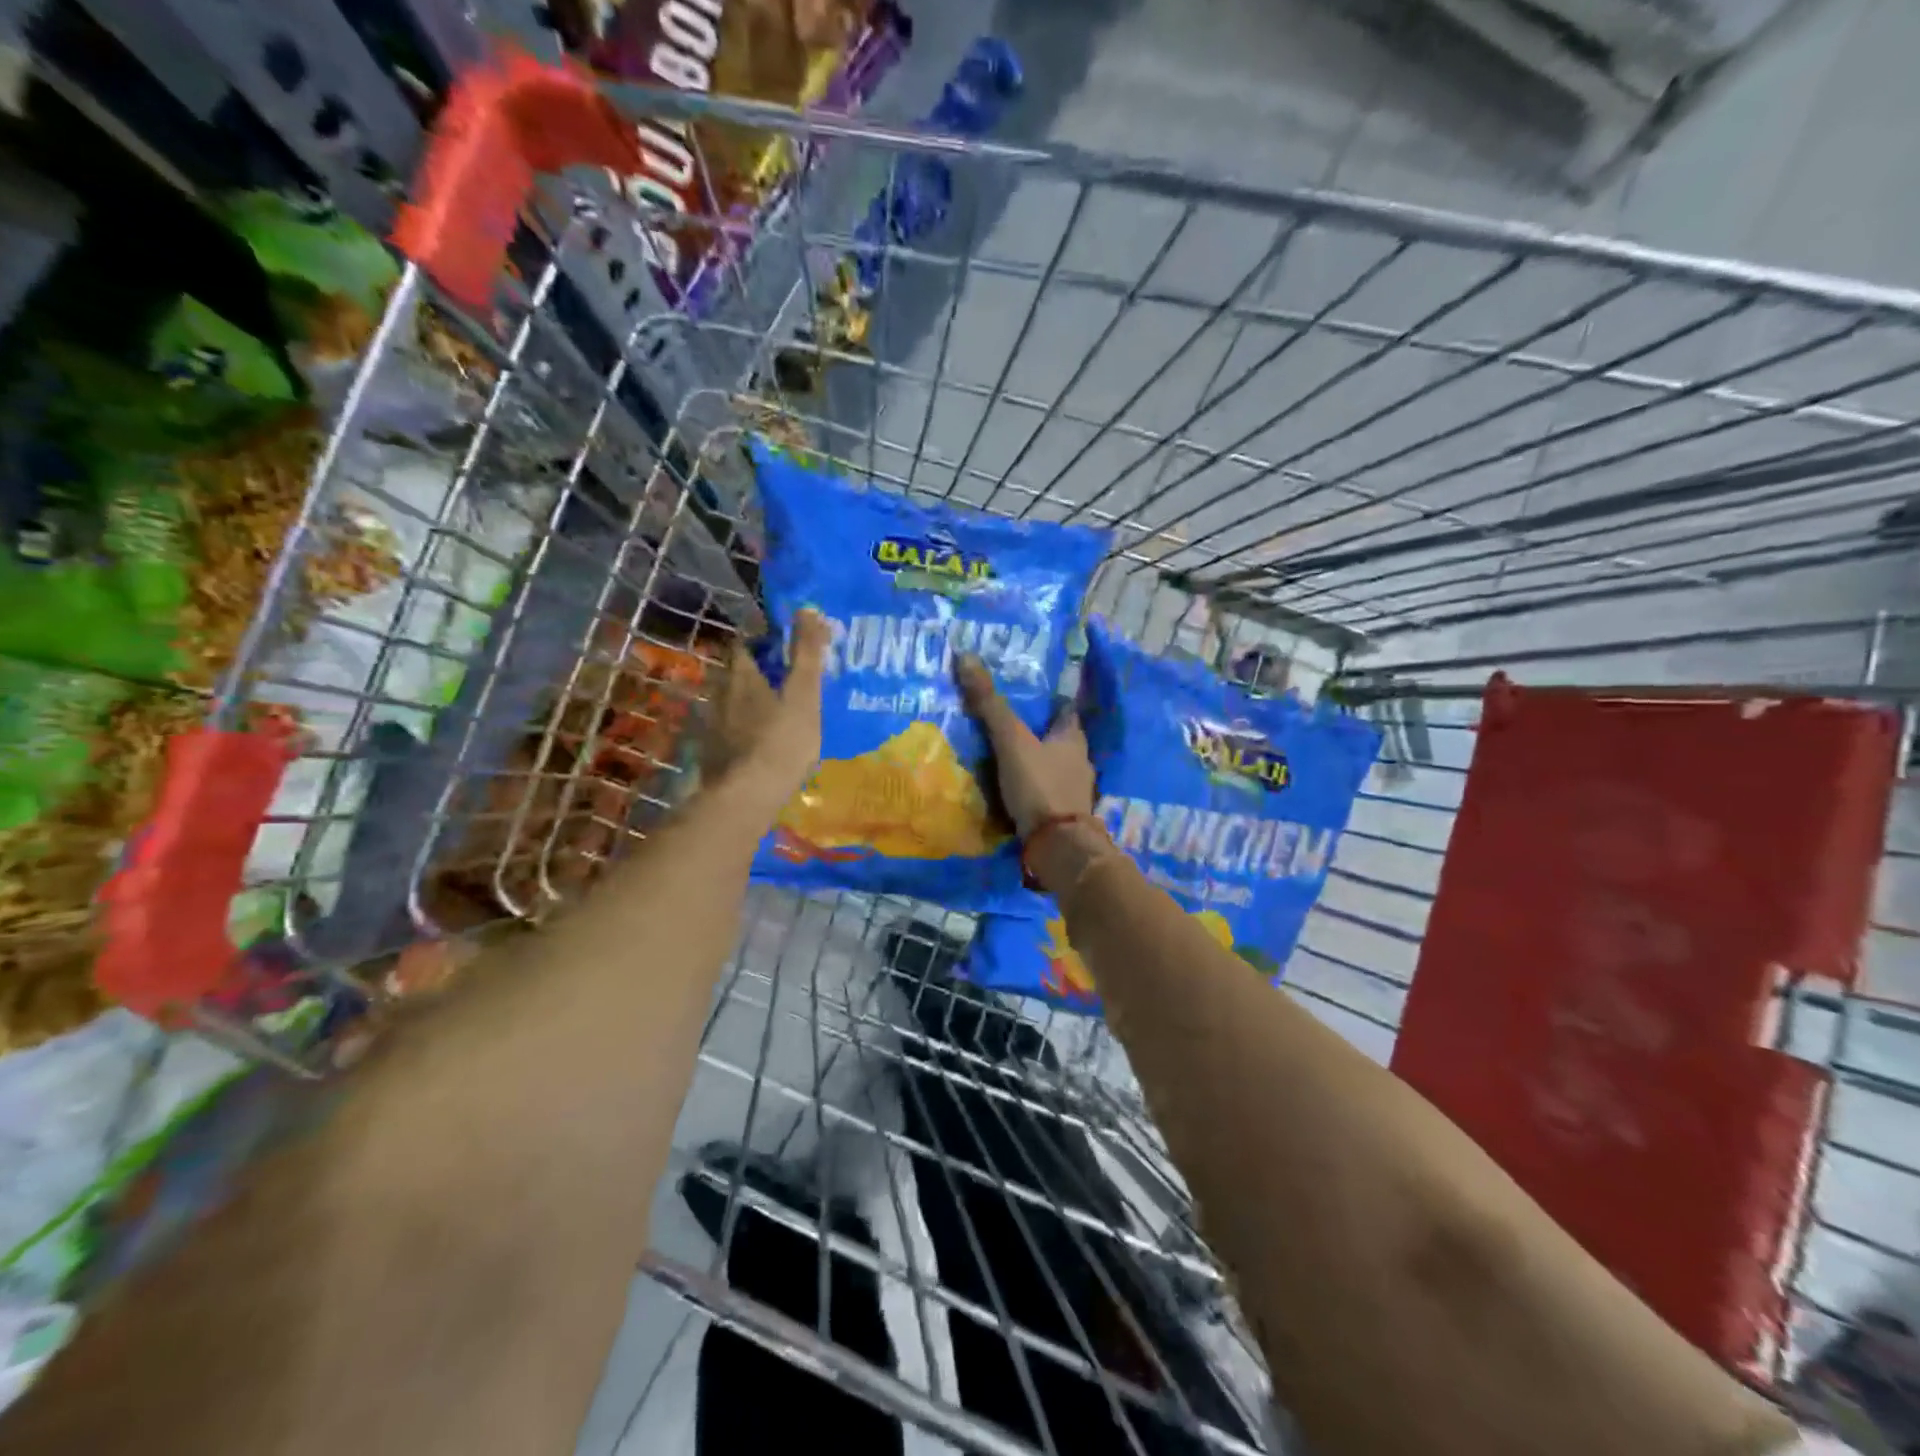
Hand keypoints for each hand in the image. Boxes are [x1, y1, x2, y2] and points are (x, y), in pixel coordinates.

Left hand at [706, 609, 829, 816]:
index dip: (762, 642)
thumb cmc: (781, 741)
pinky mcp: (712, 755)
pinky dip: (744, 731)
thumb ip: (807, 654)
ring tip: (776, 714)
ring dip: (749, 704)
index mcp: (741, 676)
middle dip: (757, 674)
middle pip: (736, 675)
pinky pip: (729, 732)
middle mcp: (719, 695)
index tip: (784, 648)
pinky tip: (761, 744)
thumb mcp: (804, 695)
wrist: (747, 798)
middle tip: (785, 682)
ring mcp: (712, 727)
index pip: (744, 645)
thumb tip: (808, 609)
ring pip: (731, 704)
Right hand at [954, 652, 1094, 837]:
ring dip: (1036, 761)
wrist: (1058, 847)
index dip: (1050, 700)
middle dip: (1038, 732)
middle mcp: (1079, 761)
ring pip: (1053, 767)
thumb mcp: (1011, 741)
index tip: (1029, 694)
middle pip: (1059, 739)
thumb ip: (990, 704)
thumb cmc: (1040, 786)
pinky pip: (1046, 792)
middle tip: (1009, 724)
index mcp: (1073, 738)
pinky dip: (1033, 787)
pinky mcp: (1064, 816)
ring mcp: (1074, 791)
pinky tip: (1014, 790)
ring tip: (1006, 756)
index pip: (1065, 710)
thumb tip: (966, 656)